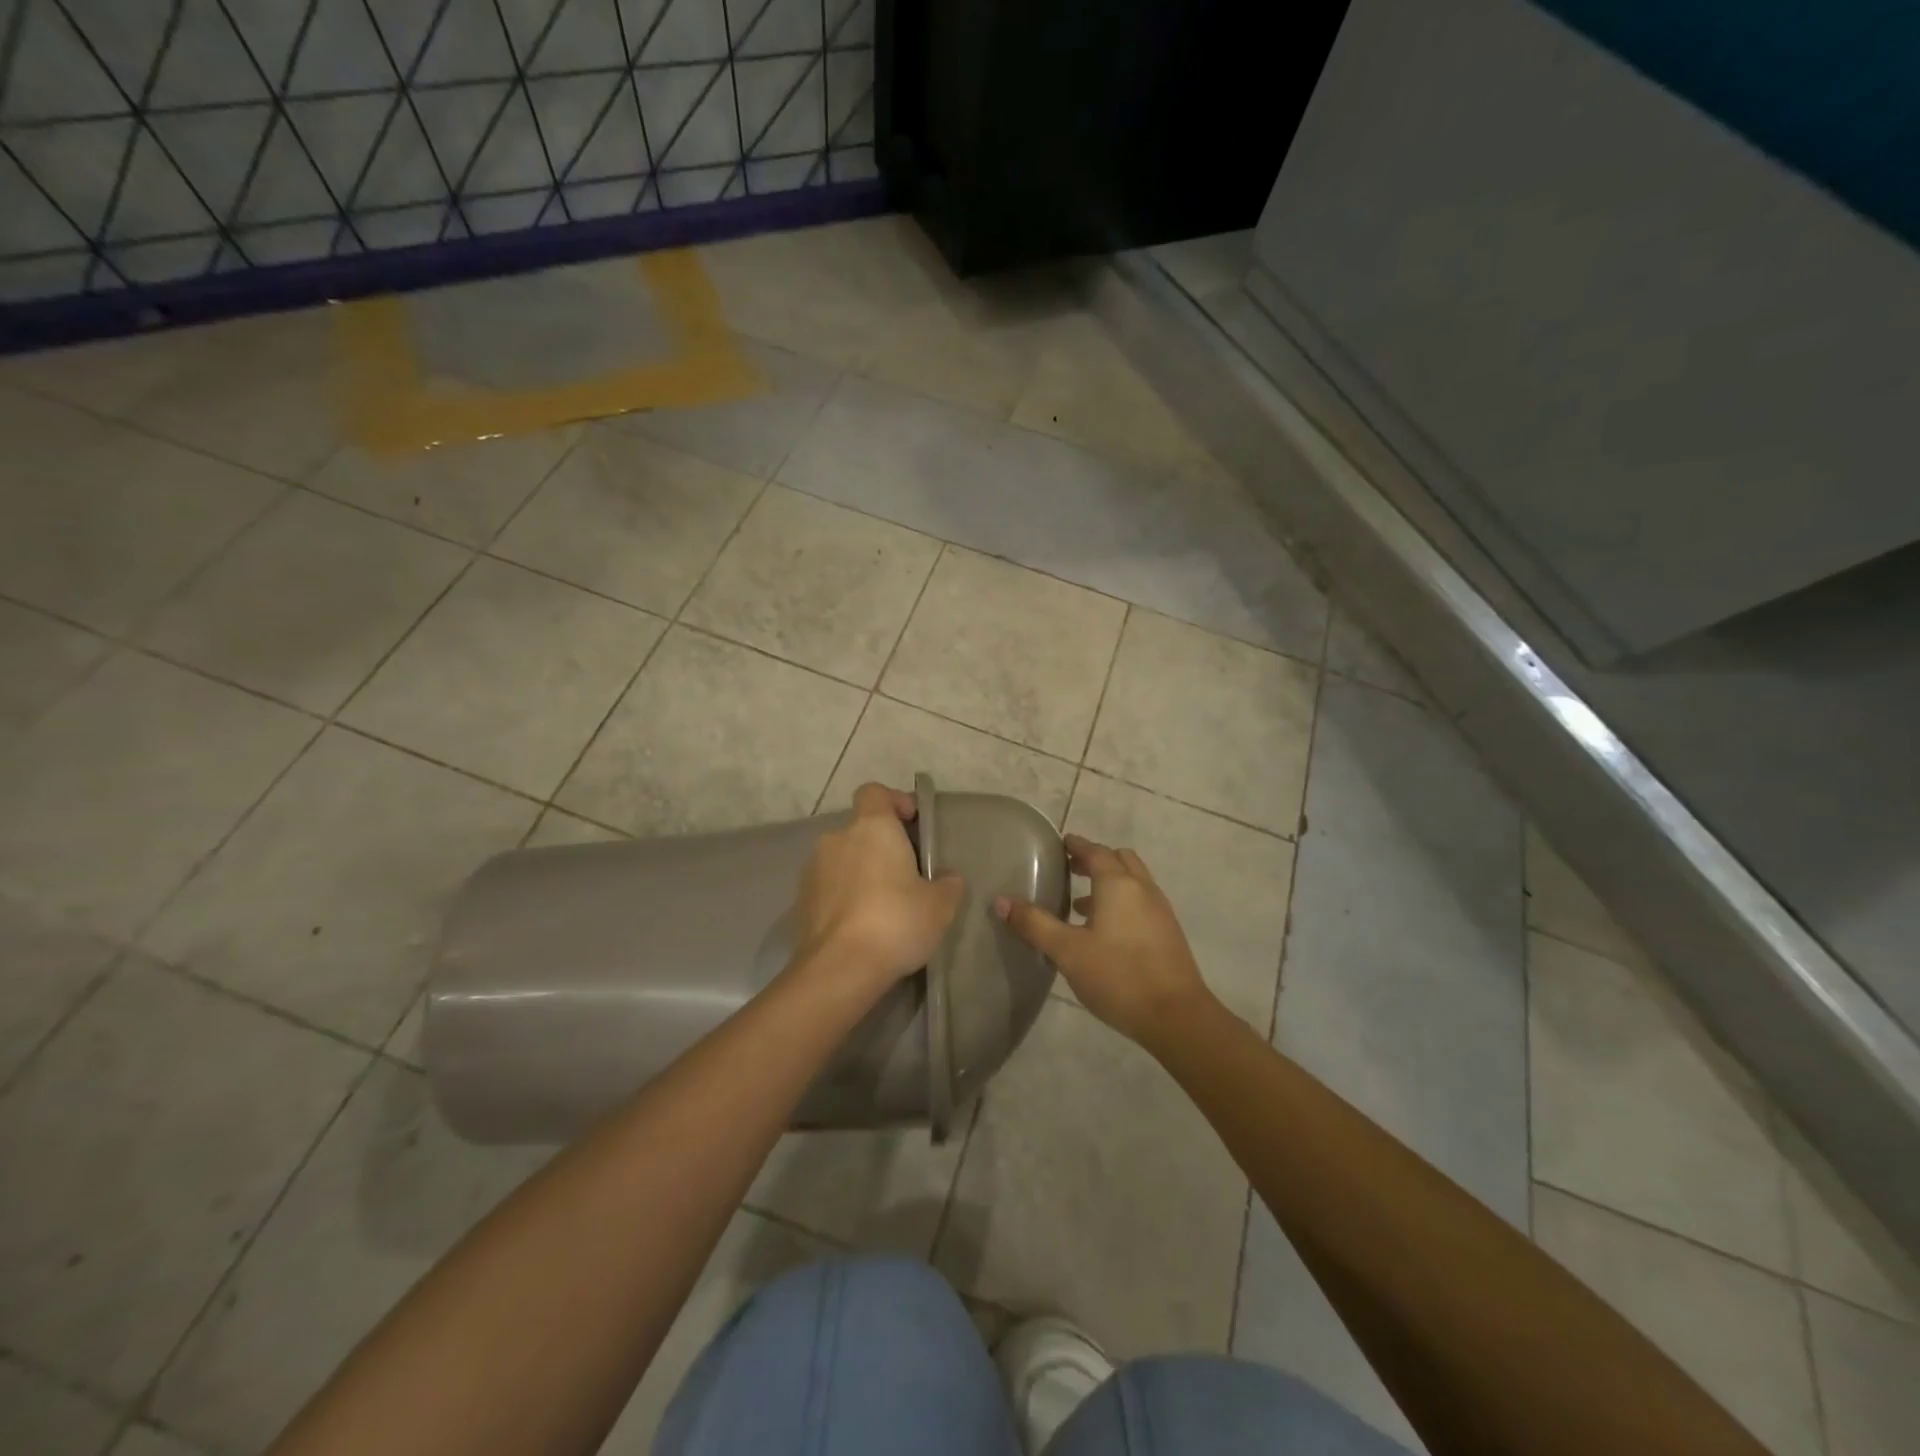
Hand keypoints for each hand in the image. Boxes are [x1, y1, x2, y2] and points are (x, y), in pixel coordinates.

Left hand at [793, 782, 965, 995]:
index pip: (875, 791)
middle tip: (906, 874)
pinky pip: (829, 886)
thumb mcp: (940, 905)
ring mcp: (814, 869)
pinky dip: (844, 895)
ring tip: (883, 904)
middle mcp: (838, 838)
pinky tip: (862, 924)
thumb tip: (947, 877)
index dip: (894, 801)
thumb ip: (948, 883)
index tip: (913, 823)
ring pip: (844, 858)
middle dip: (882, 845)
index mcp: (872, 827)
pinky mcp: (801, 900)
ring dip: (862, 871)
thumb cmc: (896, 922)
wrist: (839, 969)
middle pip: (861, 828)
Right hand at [994, 833, 1216, 1045]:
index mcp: (1118, 884)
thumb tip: (1001, 901)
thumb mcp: (1067, 951)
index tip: (1059, 844)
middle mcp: (1142, 888)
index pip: (1095, 851)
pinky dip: (1122, 901)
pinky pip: (1141, 901)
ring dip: (1109, 882)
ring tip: (1080, 903)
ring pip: (1133, 881)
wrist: (1177, 1016)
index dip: (1076, 845)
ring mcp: (1160, 910)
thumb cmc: (1118, 976)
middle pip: (1119, 859)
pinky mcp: (1168, 932)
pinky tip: (1105, 931)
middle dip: (1095, 859)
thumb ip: (1034, 924)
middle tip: (1070, 868)